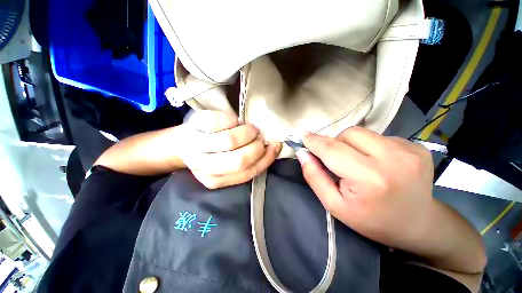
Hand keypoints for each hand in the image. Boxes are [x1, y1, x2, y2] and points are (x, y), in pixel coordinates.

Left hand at [178, 110, 281, 188]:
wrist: (184, 142)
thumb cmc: (211, 153)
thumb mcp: (228, 165)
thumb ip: (248, 163)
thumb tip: (271, 149)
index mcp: (214, 180)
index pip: (246, 173)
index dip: (265, 159)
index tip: (275, 147)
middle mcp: (203, 166)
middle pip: (239, 160)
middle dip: (256, 147)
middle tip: (259, 138)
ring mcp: (197, 146)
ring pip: (230, 141)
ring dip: (247, 133)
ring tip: (250, 129)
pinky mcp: (195, 126)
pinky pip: (220, 122)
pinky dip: (233, 120)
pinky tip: (234, 122)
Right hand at [297, 127, 434, 249]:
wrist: (417, 225)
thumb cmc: (371, 220)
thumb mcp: (334, 205)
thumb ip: (314, 177)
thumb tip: (302, 153)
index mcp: (369, 179)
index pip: (332, 150)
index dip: (314, 141)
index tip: (302, 136)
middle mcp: (392, 159)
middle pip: (348, 134)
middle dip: (334, 143)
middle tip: (336, 160)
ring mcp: (409, 150)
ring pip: (362, 132)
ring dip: (350, 143)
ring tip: (357, 161)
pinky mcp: (416, 146)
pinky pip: (379, 136)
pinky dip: (369, 145)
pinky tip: (376, 161)